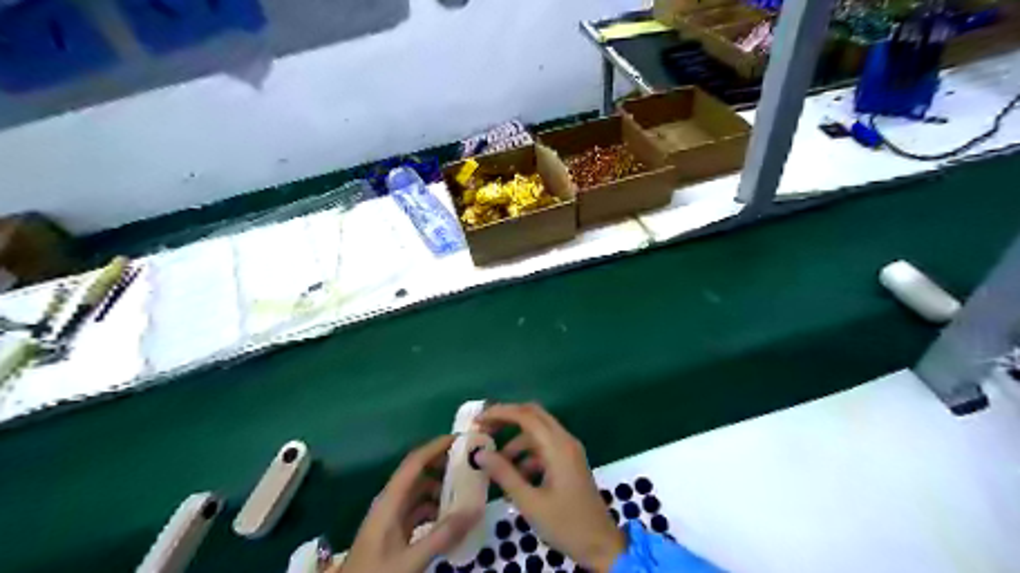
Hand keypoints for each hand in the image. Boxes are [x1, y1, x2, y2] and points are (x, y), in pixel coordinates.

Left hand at [332, 435, 482, 572]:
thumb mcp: (411, 559)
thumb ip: (443, 535)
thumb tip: (475, 509)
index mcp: (389, 500)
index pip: (414, 462)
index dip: (436, 447)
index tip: (461, 439)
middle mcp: (390, 502)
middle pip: (418, 474)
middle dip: (442, 465)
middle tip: (470, 463)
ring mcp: (391, 518)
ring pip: (419, 493)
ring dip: (441, 488)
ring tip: (467, 490)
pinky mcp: (394, 533)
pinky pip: (418, 510)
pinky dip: (435, 508)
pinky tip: (451, 517)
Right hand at [474, 403, 625, 571]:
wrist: (601, 545)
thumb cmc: (566, 524)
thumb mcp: (530, 502)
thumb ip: (505, 474)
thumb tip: (480, 454)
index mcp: (558, 446)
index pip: (526, 416)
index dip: (501, 412)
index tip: (478, 420)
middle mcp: (565, 441)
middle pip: (533, 416)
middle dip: (507, 418)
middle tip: (484, 429)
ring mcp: (569, 450)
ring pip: (538, 433)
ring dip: (516, 441)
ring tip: (495, 463)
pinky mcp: (569, 462)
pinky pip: (545, 448)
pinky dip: (527, 455)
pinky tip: (515, 477)